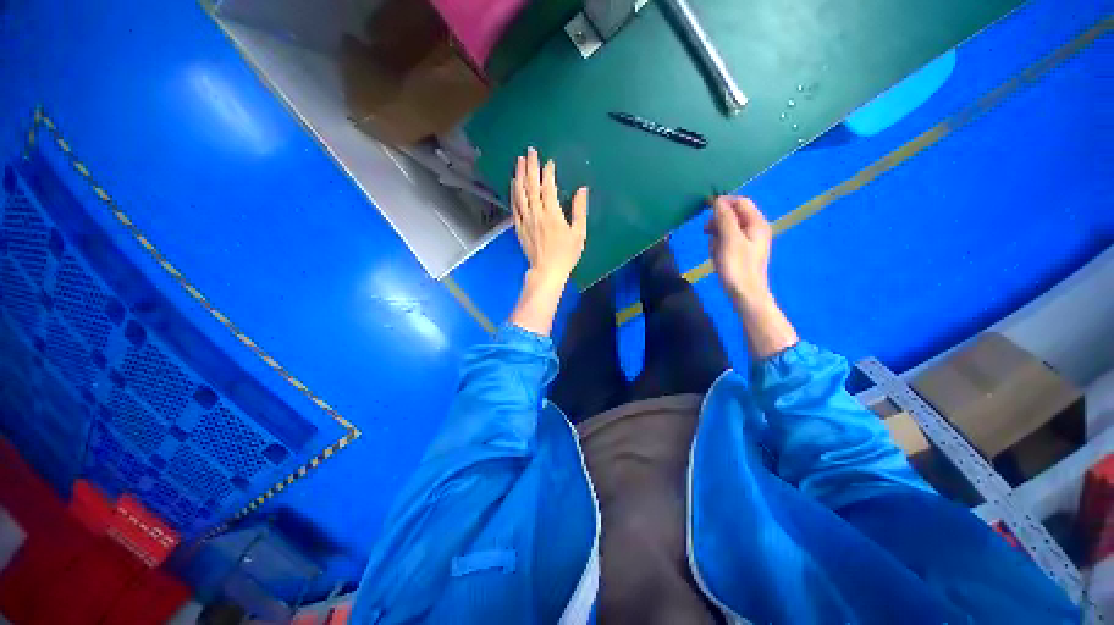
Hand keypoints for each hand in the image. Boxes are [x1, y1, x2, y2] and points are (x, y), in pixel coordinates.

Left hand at [512, 147, 588, 286]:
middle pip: (531, 185)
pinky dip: (513, 193)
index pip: (548, 187)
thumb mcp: (579, 233)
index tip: (549, 161)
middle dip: (531, 166)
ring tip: (519, 161)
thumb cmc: (566, 254)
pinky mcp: (519, 227)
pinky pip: (514, 206)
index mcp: (552, 213)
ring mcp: (525, 220)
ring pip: (520, 193)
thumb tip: (582, 189)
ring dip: (519, 175)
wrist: (547, 271)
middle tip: (530, 151)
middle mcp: (536, 213)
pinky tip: (513, 184)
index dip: (548, 172)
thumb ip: (579, 210)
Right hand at [705, 196, 772, 308]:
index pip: (740, 202)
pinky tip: (716, 255)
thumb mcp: (729, 240)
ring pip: (729, 228)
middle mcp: (756, 228)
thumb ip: (725, 218)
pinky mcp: (743, 251)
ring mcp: (750, 241)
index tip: (705, 211)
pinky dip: (719, 244)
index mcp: (757, 223)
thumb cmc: (737, 266)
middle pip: (735, 214)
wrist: (745, 294)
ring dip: (717, 234)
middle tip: (706, 232)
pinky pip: (728, 240)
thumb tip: (718, 201)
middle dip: (718, 220)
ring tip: (713, 248)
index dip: (723, 203)